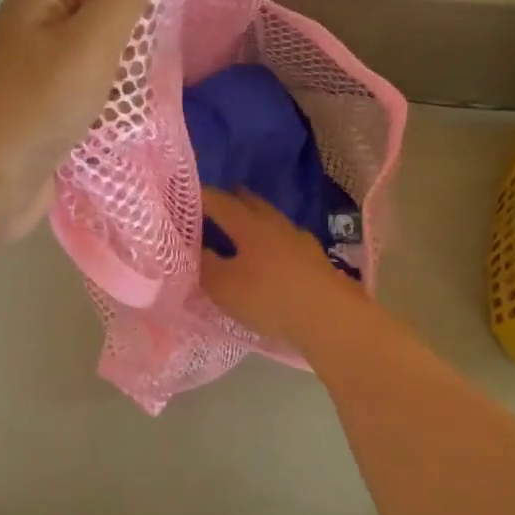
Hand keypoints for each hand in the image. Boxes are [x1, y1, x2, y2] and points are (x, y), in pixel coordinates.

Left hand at [0, 0, 160, 242]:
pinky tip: (157, 92)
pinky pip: (96, 86)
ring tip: (190, 40)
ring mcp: (45, 70)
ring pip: (101, 45)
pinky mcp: (53, 110)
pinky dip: (122, 87)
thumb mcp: (87, 44)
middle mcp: (41, 24)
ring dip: (136, 47)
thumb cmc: (32, 105)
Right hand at [199, 187, 367, 351]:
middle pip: (251, 203)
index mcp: (249, 224)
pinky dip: (273, 243)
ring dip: (255, 221)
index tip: (185, 197)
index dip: (201, 197)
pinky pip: (287, 242)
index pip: (220, 201)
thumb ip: (205, 264)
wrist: (329, 317)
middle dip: (232, 201)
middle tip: (214, 206)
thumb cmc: (269, 297)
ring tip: (242, 231)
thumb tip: (195, 248)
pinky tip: (272, 257)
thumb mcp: (223, 286)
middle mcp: (276, 224)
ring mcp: (300, 240)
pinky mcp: (316, 260)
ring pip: (272, 221)